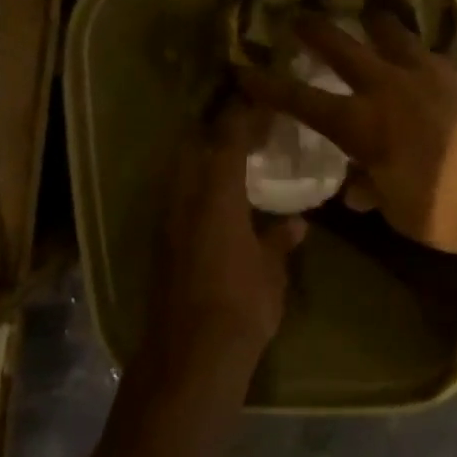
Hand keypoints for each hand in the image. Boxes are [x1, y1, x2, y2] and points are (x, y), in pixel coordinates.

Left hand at [150, 103, 306, 370]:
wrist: (190, 354)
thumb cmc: (241, 305)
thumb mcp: (271, 271)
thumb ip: (280, 240)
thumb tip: (296, 223)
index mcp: (216, 194)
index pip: (227, 138)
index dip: (244, 116)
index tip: (262, 102)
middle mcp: (185, 197)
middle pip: (195, 146)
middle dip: (218, 132)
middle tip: (248, 128)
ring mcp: (167, 219)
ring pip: (182, 170)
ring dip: (204, 157)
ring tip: (235, 158)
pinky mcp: (160, 242)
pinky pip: (178, 196)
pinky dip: (196, 185)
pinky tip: (218, 199)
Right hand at [239, 12, 456, 258]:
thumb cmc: (446, 209)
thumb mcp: (398, 209)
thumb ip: (373, 189)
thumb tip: (357, 187)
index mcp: (361, 124)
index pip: (301, 100)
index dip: (268, 85)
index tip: (243, 68)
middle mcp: (387, 86)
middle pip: (340, 46)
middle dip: (314, 30)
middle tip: (298, 15)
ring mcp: (427, 70)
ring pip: (390, 31)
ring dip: (374, 24)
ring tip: (370, 17)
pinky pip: (433, 52)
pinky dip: (422, 55)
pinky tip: (430, 65)